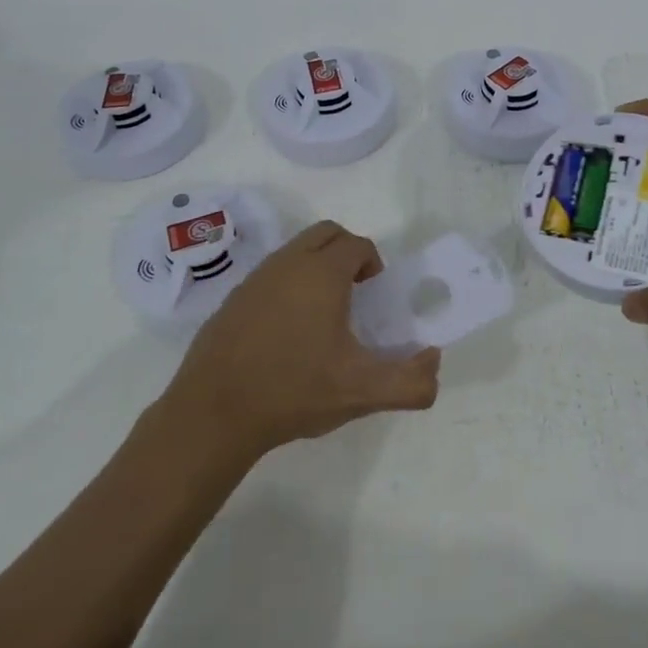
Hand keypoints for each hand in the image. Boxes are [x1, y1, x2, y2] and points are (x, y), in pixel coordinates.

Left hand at [160, 220, 441, 463]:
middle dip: (347, 253)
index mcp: (322, 273)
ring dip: (316, 266)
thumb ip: (410, 381)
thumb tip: (434, 361)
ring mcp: (255, 278)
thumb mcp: (361, 392)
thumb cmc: (294, 391)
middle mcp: (288, 263)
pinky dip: (288, 285)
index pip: (358, 244)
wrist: (214, 413)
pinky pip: (271, 274)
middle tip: (355, 293)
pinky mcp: (232, 298)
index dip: (373, 264)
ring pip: (295, 251)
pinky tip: (286, 331)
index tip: (375, 297)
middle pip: (326, 234)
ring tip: (323, 314)